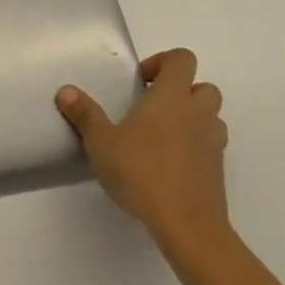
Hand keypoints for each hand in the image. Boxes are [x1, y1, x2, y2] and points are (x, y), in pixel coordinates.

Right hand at [57, 49, 230, 251]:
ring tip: (163, 137)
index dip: (163, 62)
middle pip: (203, 86)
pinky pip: (211, 146)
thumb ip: (85, 115)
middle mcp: (198, 113)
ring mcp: (213, 143)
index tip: (141, 82)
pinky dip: (196, 147)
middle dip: (181, 91)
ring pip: (211, 117)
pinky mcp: (218, 171)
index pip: (182, 59)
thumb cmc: (142, 173)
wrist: (188, 225)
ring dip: (192, 119)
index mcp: (172, 97)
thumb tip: (66, 90)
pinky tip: (170, 166)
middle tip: (153, 108)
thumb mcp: (102, 143)